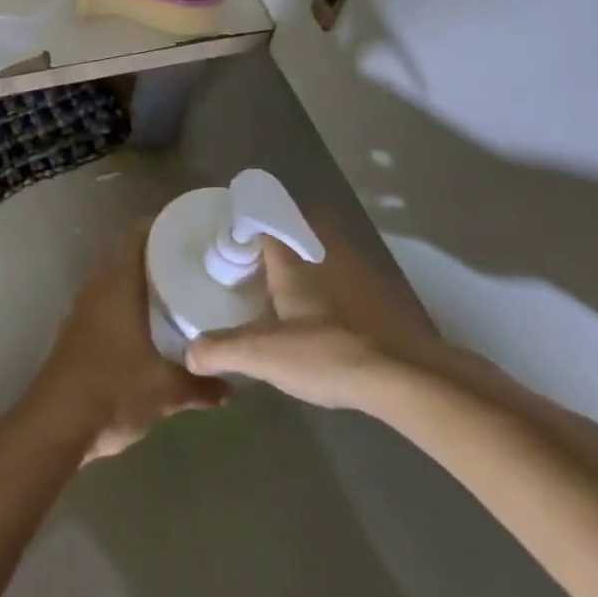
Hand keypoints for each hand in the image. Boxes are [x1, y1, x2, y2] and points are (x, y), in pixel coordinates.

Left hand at [31, 231, 229, 462]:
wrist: (55, 424)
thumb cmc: (113, 390)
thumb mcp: (166, 390)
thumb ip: (201, 385)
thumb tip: (232, 388)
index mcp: (118, 284)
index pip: (138, 236)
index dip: (163, 226)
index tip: (192, 228)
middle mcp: (98, 288)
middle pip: (128, 255)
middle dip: (158, 254)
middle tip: (195, 259)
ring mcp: (84, 309)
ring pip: (116, 279)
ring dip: (142, 278)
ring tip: (179, 286)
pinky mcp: (78, 331)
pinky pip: (108, 301)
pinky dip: (129, 301)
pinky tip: (150, 321)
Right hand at [185, 223, 450, 410]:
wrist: (408, 376)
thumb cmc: (328, 351)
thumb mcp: (264, 355)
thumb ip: (221, 350)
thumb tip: (189, 354)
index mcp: (294, 255)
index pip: (265, 220)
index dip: (246, 228)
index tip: (232, 244)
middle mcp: (327, 249)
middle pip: (299, 227)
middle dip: (280, 239)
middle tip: (260, 265)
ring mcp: (360, 269)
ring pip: (326, 249)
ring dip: (309, 261)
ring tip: (290, 291)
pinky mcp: (384, 294)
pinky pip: (348, 275)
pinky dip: (333, 285)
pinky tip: (327, 317)